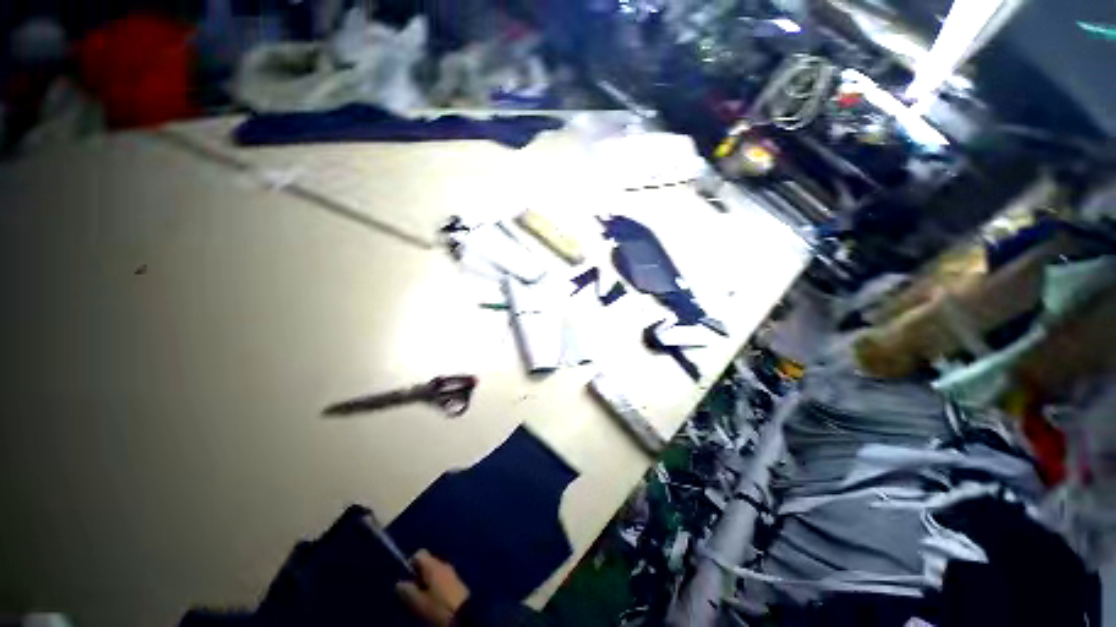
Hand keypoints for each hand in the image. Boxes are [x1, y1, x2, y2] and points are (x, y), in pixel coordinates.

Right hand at [395, 550, 470, 626]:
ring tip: (422, 600)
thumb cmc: (439, 607)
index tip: (406, 580)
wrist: (464, 614)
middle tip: (413, 594)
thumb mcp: (418, 602)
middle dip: (417, 577)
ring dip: (425, 583)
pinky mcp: (456, 582)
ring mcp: (451, 572)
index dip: (410, 564)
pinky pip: (441, 579)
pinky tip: (433, 601)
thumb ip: (407, 591)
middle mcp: (443, 564)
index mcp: (434, 565)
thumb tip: (399, 583)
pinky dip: (434, 587)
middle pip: (426, 564)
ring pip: (433, 572)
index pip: (420, 553)